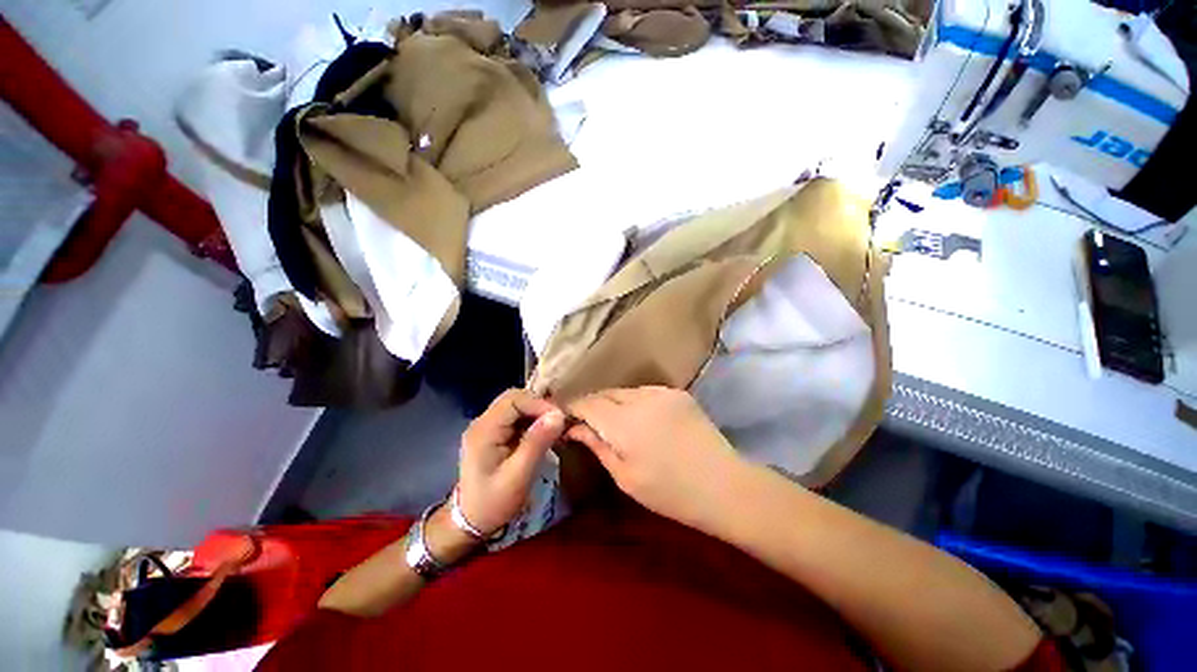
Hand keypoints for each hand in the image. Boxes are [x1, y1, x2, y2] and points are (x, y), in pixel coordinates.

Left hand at [456, 389, 565, 535]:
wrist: (470, 522)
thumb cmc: (493, 502)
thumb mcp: (518, 476)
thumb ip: (537, 443)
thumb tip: (558, 415)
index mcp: (484, 430)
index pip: (514, 399)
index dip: (539, 403)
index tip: (559, 418)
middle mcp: (483, 422)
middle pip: (514, 398)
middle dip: (539, 406)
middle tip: (558, 422)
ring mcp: (487, 427)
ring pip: (516, 405)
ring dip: (536, 412)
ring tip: (554, 427)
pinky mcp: (494, 434)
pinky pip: (515, 417)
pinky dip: (532, 420)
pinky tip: (543, 433)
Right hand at [566, 387, 746, 531]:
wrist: (724, 486)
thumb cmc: (670, 492)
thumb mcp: (625, 476)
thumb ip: (597, 446)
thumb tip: (573, 428)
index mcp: (623, 422)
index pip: (587, 403)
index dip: (572, 407)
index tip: (565, 418)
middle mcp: (640, 398)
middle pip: (605, 392)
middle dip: (592, 404)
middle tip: (586, 423)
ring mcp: (662, 392)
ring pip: (625, 391)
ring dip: (614, 402)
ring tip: (614, 421)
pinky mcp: (678, 393)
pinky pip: (646, 391)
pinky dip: (635, 401)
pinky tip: (641, 418)